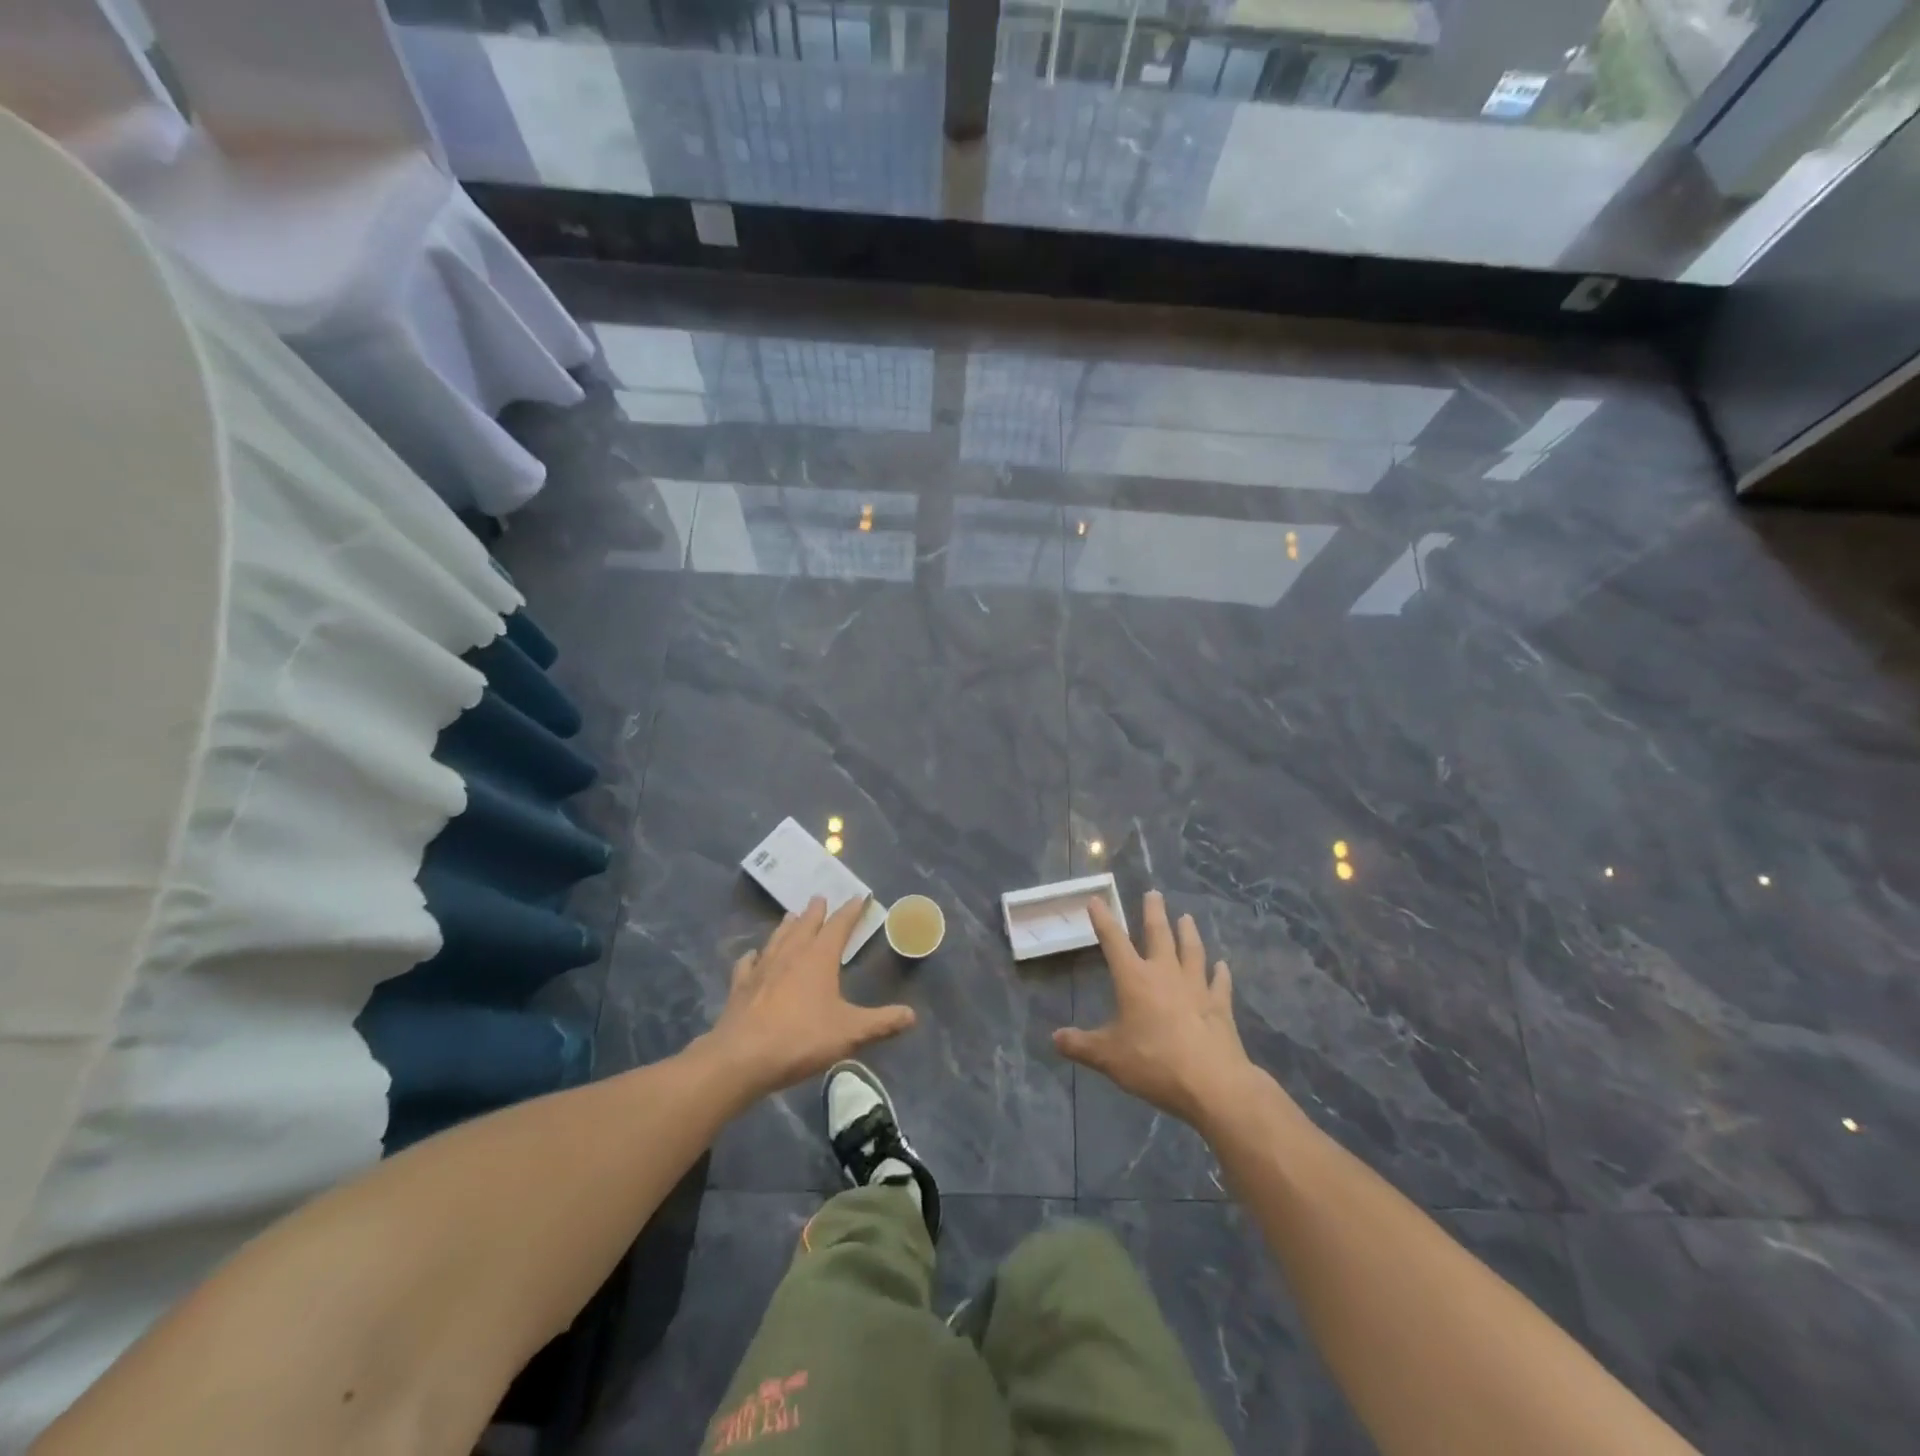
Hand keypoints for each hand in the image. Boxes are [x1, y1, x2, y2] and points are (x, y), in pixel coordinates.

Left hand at [706, 896, 915, 1098]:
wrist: (741, 1058)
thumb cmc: (801, 1039)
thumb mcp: (849, 1033)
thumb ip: (881, 1023)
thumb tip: (912, 1015)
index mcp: (819, 958)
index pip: (838, 926)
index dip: (850, 912)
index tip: (858, 898)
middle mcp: (790, 955)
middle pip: (805, 925)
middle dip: (816, 912)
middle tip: (820, 898)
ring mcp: (762, 969)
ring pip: (777, 938)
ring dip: (787, 926)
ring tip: (791, 916)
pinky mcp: (741, 987)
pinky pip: (748, 964)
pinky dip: (753, 956)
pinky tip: (752, 956)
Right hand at [1053, 890, 1256, 1127]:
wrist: (1212, 1083)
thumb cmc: (1154, 1063)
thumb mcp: (1109, 1057)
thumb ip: (1081, 1046)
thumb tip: (1054, 1039)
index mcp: (1134, 979)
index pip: (1114, 941)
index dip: (1103, 920)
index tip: (1097, 900)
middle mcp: (1165, 974)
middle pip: (1159, 934)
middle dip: (1154, 912)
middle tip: (1154, 893)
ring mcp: (1196, 987)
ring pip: (1192, 951)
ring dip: (1188, 933)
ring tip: (1187, 917)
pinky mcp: (1220, 1006)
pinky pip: (1220, 983)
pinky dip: (1220, 973)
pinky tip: (1222, 966)